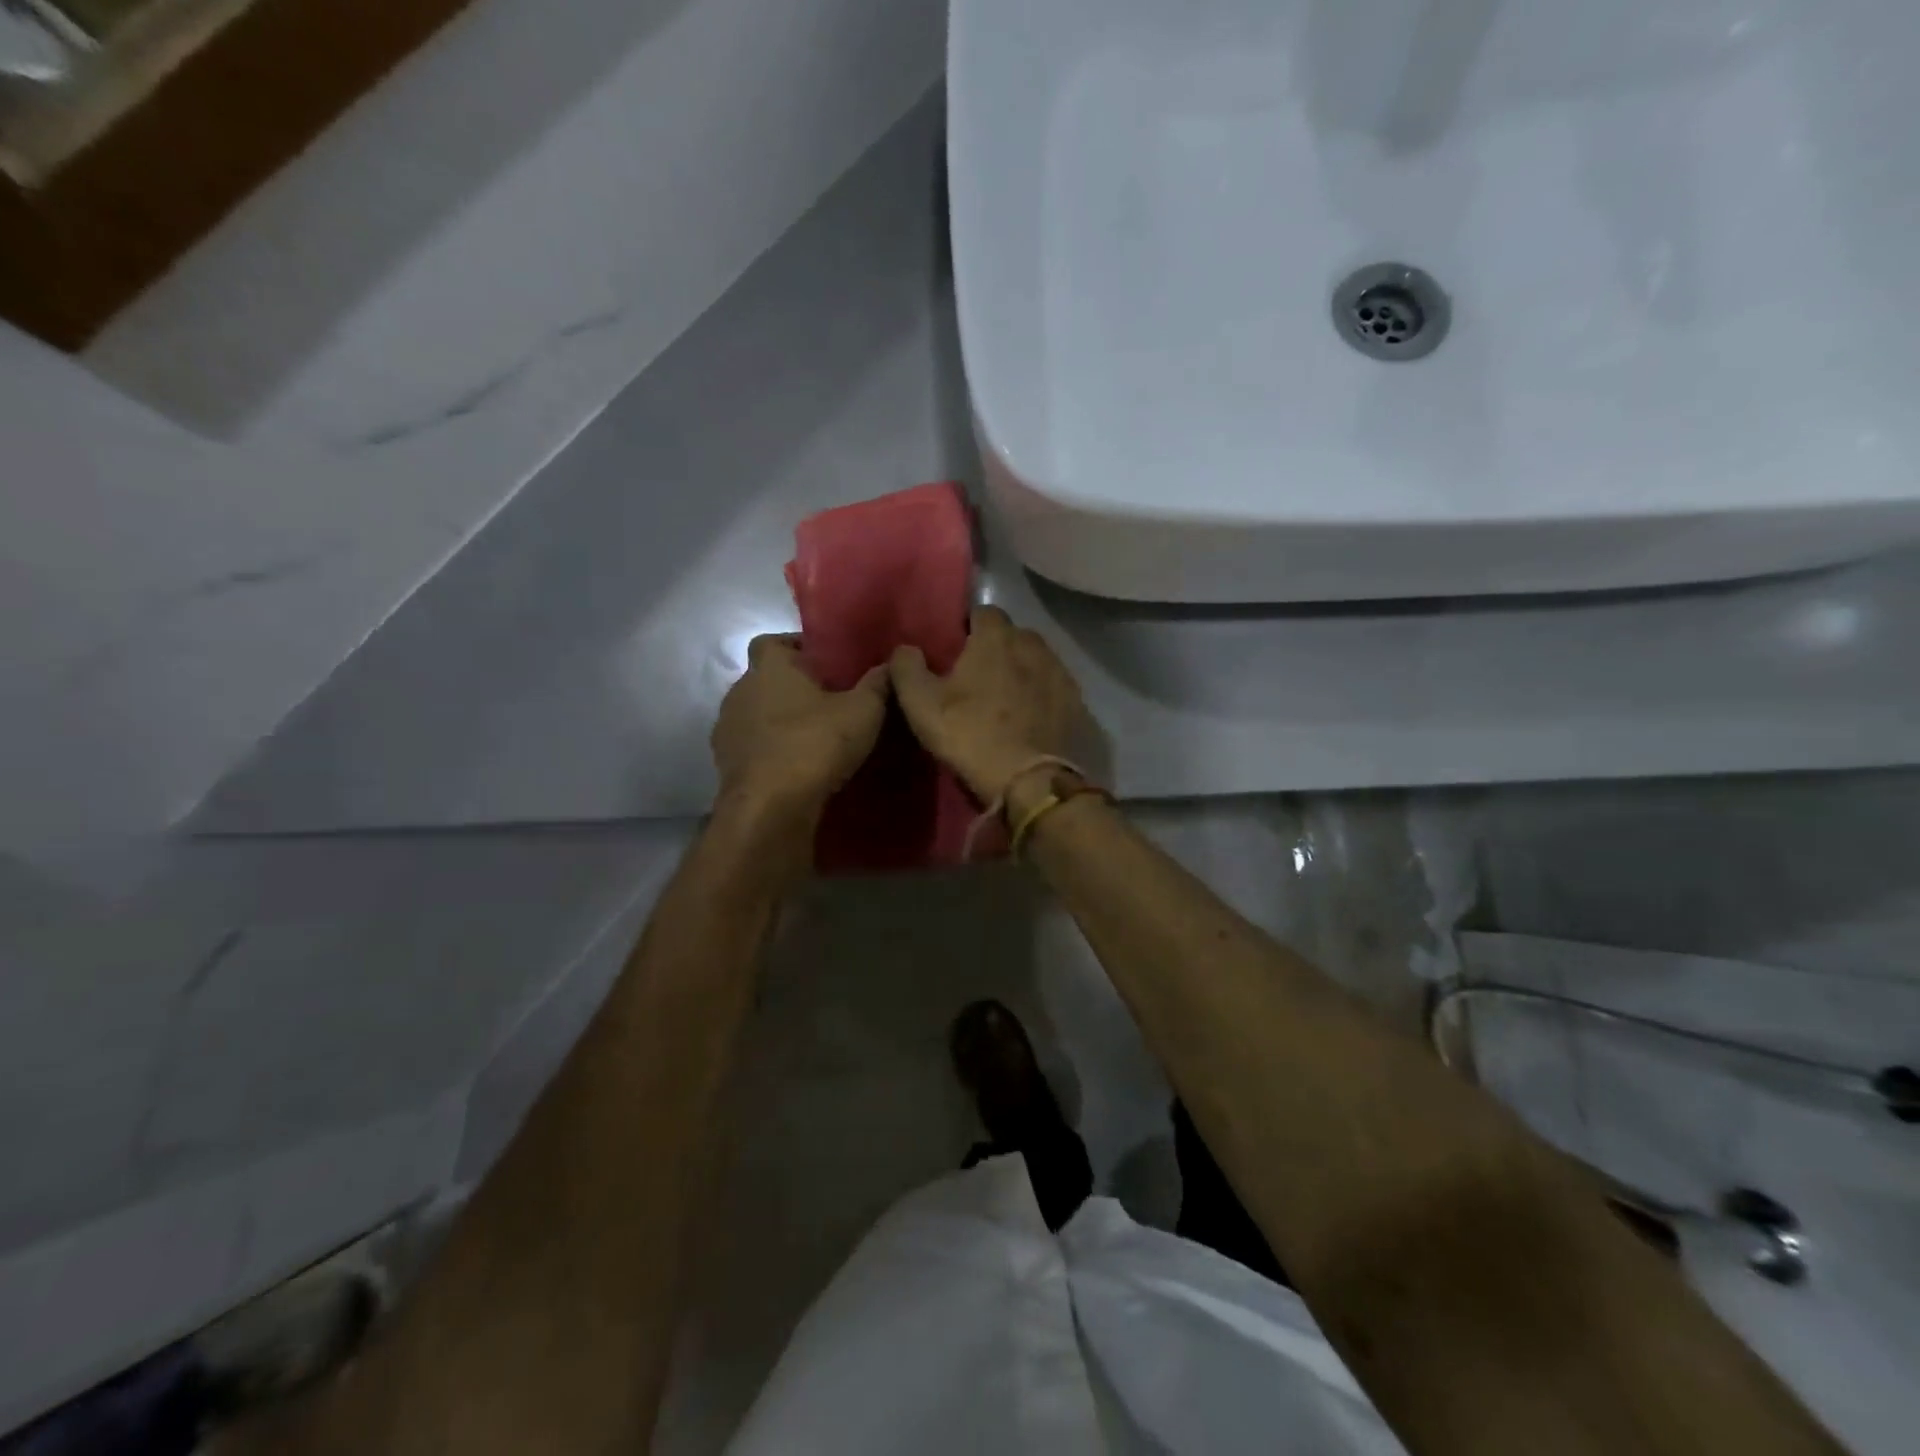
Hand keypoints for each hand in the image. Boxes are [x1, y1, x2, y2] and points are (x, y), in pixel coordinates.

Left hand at [712, 635, 888, 815]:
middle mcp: (741, 690)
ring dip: (779, 721)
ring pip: (756, 714)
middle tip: (827, 701)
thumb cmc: (815, 744)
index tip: (823, 662)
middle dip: (791, 687)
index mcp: (770, 667)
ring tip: (813, 737)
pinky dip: (770, 750)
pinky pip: (752, 746)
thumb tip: (890, 663)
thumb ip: (878, 684)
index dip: (795, 647)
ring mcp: (728, 728)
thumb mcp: (863, 712)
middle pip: (764, 679)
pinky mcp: (725, 763)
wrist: (770, 807)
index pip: (772, 641)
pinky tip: (795, 765)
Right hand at [889, 606, 1086, 803]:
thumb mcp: (921, 705)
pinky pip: (1054, 687)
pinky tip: (1031, 716)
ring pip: (1037, 659)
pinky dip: (1042, 694)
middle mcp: (1033, 645)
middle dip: (997, 647)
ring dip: (1022, 669)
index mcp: (996, 638)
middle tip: (979, 675)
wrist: (1029, 781)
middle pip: (1013, 635)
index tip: (956, 648)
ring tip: (1006, 696)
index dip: (968, 627)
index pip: (983, 612)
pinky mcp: (1076, 702)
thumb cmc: (970, 736)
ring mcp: (1060, 672)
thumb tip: (905, 649)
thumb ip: (906, 668)